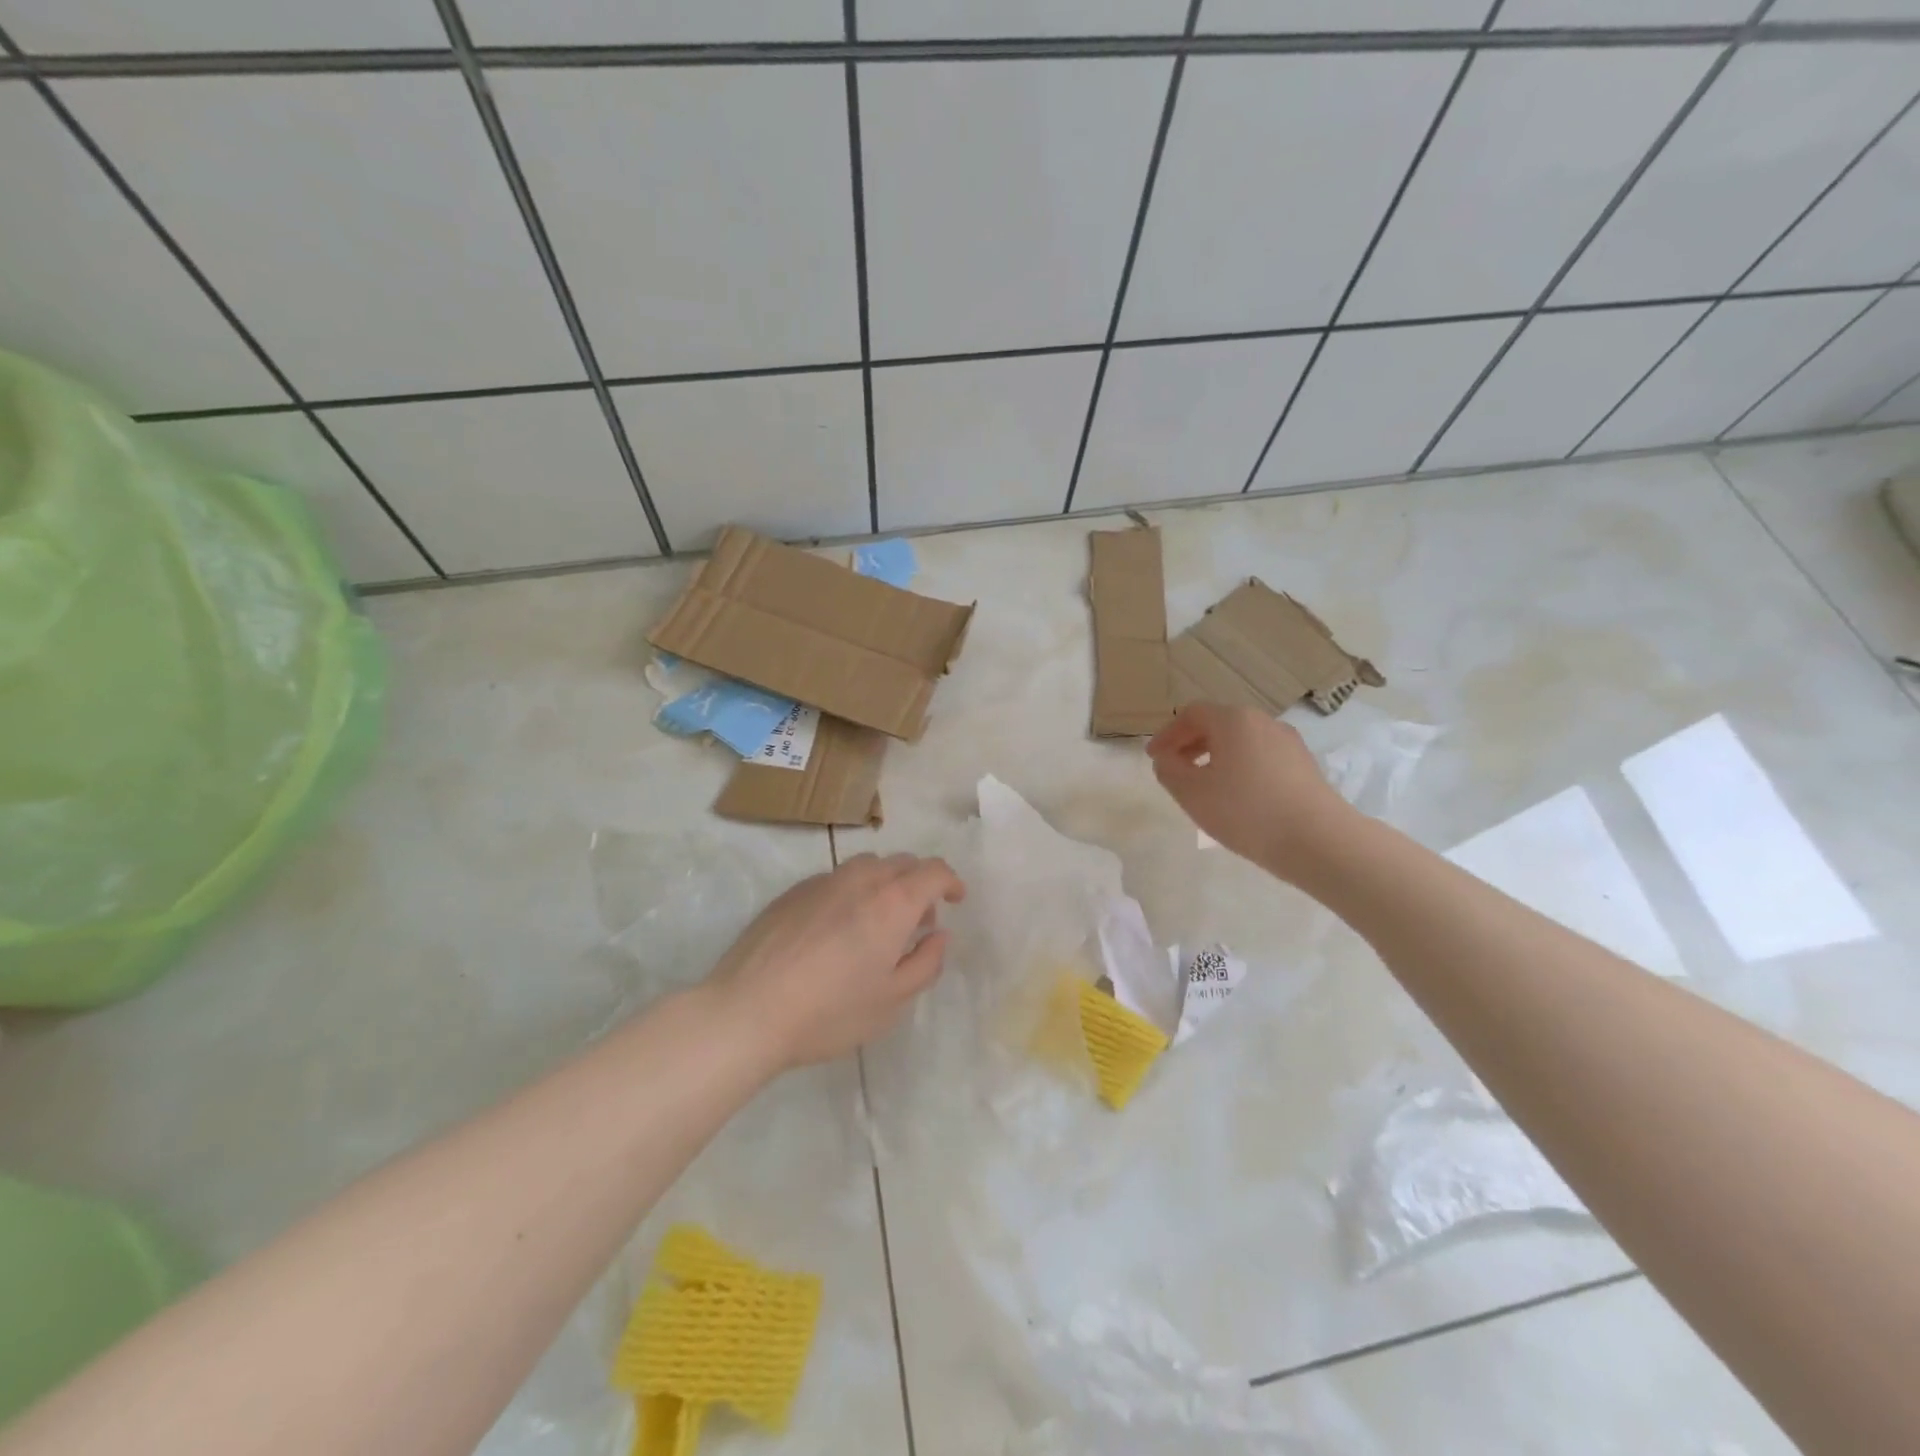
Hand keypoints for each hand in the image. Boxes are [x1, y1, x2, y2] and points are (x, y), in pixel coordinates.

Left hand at [705, 853, 965, 1071]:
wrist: (747, 1010)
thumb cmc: (829, 1012)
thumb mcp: (891, 1001)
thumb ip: (925, 963)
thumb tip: (938, 935)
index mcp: (892, 902)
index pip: (933, 871)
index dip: (951, 881)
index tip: (956, 899)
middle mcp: (860, 879)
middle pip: (901, 862)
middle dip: (920, 882)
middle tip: (920, 919)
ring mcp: (822, 881)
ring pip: (867, 866)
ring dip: (885, 883)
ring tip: (879, 921)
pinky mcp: (792, 892)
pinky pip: (836, 879)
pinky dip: (852, 892)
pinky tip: (838, 929)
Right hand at [1147, 703, 1352, 881]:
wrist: (1318, 840)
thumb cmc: (1246, 811)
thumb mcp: (1192, 793)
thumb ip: (1169, 771)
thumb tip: (1166, 759)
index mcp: (1234, 720)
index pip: (1191, 714)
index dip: (1167, 734)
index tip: (1153, 758)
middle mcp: (1263, 722)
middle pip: (1218, 723)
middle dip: (1190, 744)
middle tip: (1174, 769)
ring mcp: (1288, 742)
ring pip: (1241, 741)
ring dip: (1216, 757)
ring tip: (1204, 786)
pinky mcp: (1304, 765)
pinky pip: (1261, 757)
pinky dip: (1240, 767)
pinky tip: (1237, 797)